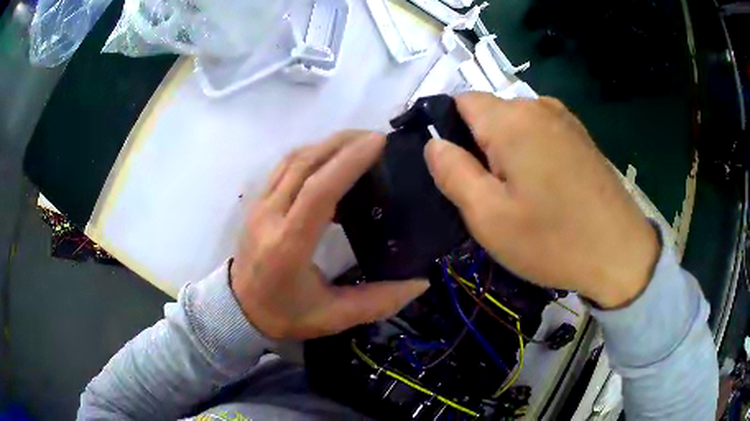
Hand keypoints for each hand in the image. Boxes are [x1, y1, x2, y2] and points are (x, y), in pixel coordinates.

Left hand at [231, 131, 429, 339]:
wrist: (238, 310)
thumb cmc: (284, 314)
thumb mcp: (333, 316)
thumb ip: (378, 301)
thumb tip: (421, 282)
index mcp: (289, 245)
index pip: (319, 190)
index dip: (349, 161)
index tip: (378, 142)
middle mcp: (270, 216)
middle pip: (305, 163)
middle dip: (342, 142)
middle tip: (375, 136)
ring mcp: (259, 206)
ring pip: (292, 160)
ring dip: (325, 144)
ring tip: (356, 142)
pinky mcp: (257, 203)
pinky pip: (284, 167)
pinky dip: (309, 154)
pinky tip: (329, 159)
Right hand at [424, 93, 658, 307]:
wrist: (620, 253)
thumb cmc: (553, 240)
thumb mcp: (488, 217)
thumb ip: (452, 173)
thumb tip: (434, 143)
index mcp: (511, 120)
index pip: (460, 102)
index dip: (449, 131)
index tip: (458, 172)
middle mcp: (538, 106)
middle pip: (489, 114)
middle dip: (479, 147)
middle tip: (491, 195)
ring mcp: (565, 120)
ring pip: (515, 125)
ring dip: (506, 153)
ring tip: (520, 196)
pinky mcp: (581, 137)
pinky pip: (541, 134)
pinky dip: (531, 154)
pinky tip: (546, 190)